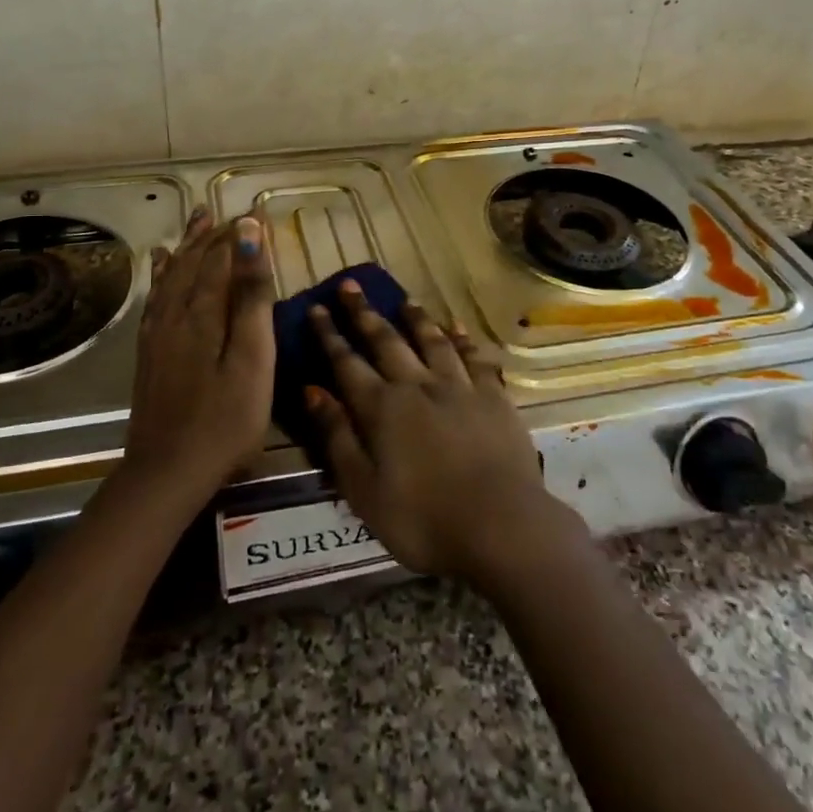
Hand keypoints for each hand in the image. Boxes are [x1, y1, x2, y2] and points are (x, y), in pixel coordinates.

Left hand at [123, 208, 275, 502]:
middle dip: (211, 235)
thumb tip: (250, 238)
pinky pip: (155, 298)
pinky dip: (161, 275)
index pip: (221, 258)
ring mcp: (158, 333)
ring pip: (173, 275)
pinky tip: (161, 267)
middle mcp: (176, 313)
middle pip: (194, 262)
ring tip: (196, 221)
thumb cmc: (226, 419)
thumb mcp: (253, 358)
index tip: (255, 213)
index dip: (238, 234)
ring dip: (187, 247)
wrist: (167, 471)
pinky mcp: (149, 352)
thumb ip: (252, 297)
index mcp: (205, 312)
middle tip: (226, 212)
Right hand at [302, 282, 569, 582]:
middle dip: (364, 313)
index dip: (328, 334)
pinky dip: (463, 340)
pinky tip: (457, 327)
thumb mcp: (363, 490)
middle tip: (350, 285)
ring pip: (432, 341)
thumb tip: (311, 390)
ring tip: (404, 299)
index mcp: (382, 408)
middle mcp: (417, 385)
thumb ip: (337, 437)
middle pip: (386, 341)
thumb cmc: (423, 519)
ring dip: (415, 318)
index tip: (316, 307)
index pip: (346, 362)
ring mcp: (459, 387)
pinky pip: (474, 358)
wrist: (501, 526)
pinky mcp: (493, 397)